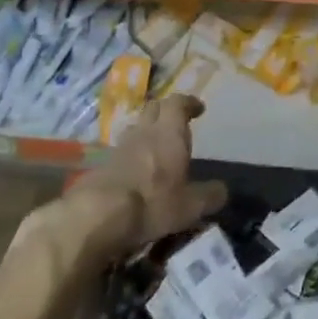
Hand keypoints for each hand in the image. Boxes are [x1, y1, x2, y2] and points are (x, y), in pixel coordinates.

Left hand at [53, 95, 227, 256]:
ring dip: (147, 132)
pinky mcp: (101, 165)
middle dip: (167, 111)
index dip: (189, 103)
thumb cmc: (152, 203)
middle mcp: (144, 132)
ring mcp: (119, 147)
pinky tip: (137, 172)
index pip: (178, 104)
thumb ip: (209, 196)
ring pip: (136, 128)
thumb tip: (221, 191)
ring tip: (157, 146)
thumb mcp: (190, 206)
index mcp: (169, 133)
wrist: (96, 216)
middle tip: (177, 122)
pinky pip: (121, 151)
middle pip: (154, 108)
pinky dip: (132, 154)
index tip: (198, 108)